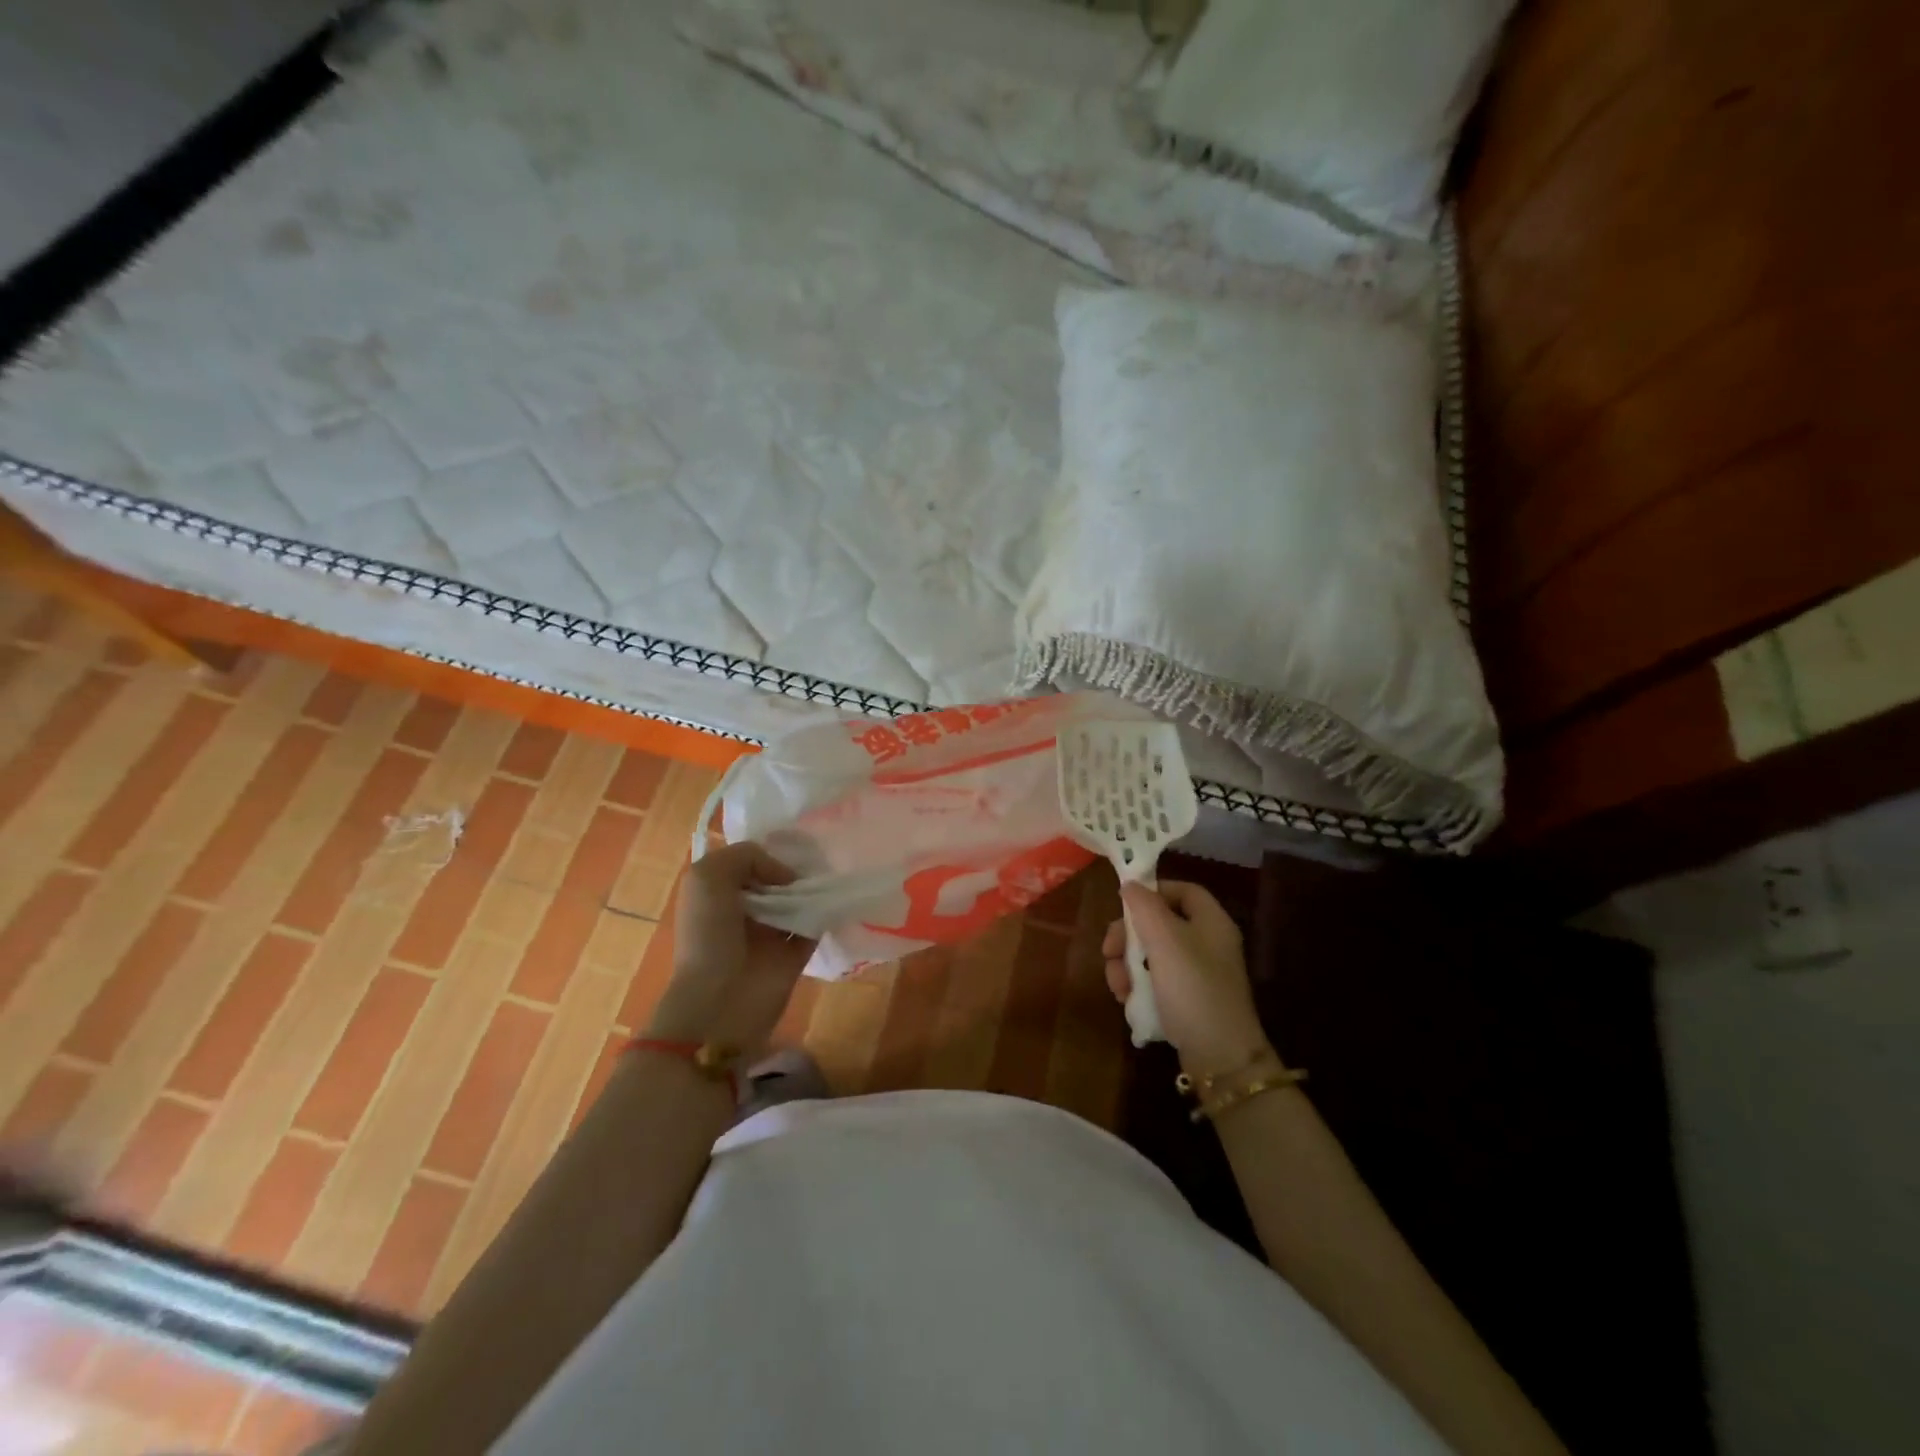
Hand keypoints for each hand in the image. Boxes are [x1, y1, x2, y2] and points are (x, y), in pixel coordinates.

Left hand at [645, 841, 815, 1053]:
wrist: (720, 1001)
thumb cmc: (708, 935)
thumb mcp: (709, 877)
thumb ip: (746, 856)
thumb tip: (785, 876)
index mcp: (718, 892)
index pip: (749, 861)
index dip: (768, 851)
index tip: (789, 845)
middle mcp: (743, 909)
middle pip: (777, 879)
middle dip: (795, 868)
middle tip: (818, 859)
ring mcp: (770, 933)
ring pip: (798, 900)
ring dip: (812, 890)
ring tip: (829, 877)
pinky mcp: (794, 954)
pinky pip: (815, 926)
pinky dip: (826, 913)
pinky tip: (835, 900)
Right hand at [1103, 881, 1269, 1074]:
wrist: (1219, 1057)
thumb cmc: (1192, 988)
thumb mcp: (1164, 940)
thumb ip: (1144, 907)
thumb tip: (1131, 885)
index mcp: (1211, 922)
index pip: (1182, 890)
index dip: (1153, 891)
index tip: (1124, 906)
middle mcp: (1207, 943)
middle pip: (1160, 923)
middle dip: (1128, 937)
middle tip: (1108, 952)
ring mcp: (1198, 974)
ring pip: (1152, 955)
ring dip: (1127, 966)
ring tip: (1117, 986)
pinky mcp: (1188, 1001)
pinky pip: (1157, 981)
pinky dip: (1138, 987)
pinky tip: (1127, 1000)